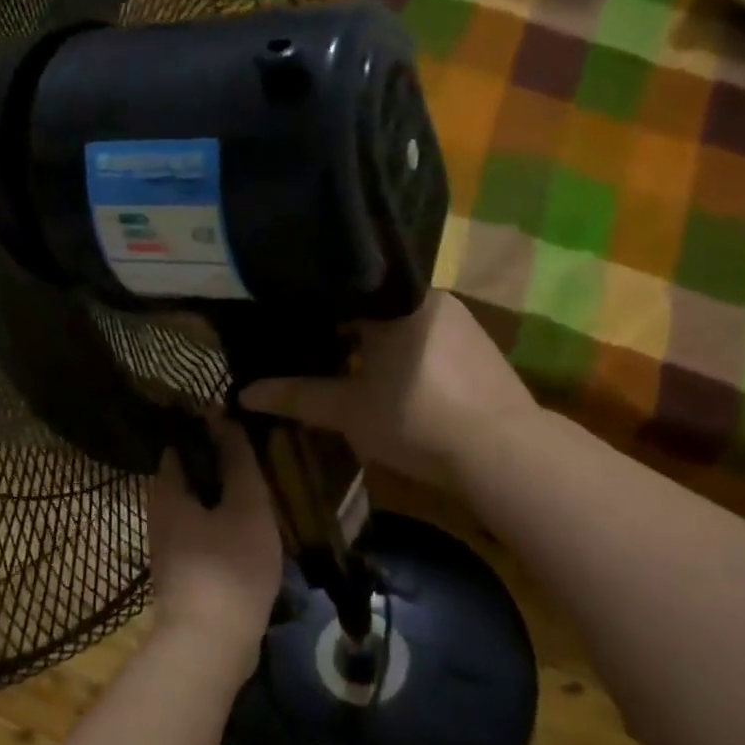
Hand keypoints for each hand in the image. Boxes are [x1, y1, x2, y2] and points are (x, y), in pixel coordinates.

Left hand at [147, 418, 282, 679]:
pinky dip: (223, 525)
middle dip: (220, 465)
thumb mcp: (245, 505)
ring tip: (261, 491)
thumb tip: (222, 415)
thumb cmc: (230, 566)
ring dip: (225, 497)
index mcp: (166, 491)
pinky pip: (203, 534)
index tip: (241, 424)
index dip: (209, 430)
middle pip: (189, 476)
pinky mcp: (183, 572)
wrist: (210, 644)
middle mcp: (159, 514)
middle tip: (258, 457)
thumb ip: (237, 460)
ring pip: (198, 507)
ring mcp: (168, 546)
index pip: (181, 444)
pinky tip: (251, 529)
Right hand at [238, 292, 536, 485]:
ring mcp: (460, 321)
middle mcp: (430, 298)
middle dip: (343, 333)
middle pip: (371, 308)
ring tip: (347, 371)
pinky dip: (404, 355)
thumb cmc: (415, 419)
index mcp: (395, 300)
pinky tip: (395, 384)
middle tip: (312, 356)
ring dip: (375, 346)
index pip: (341, 293)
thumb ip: (297, 397)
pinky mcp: (480, 347)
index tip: (287, 334)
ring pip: (400, 325)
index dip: (310, 315)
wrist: (503, 451)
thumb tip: (242, 395)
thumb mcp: (348, 411)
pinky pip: (426, 340)